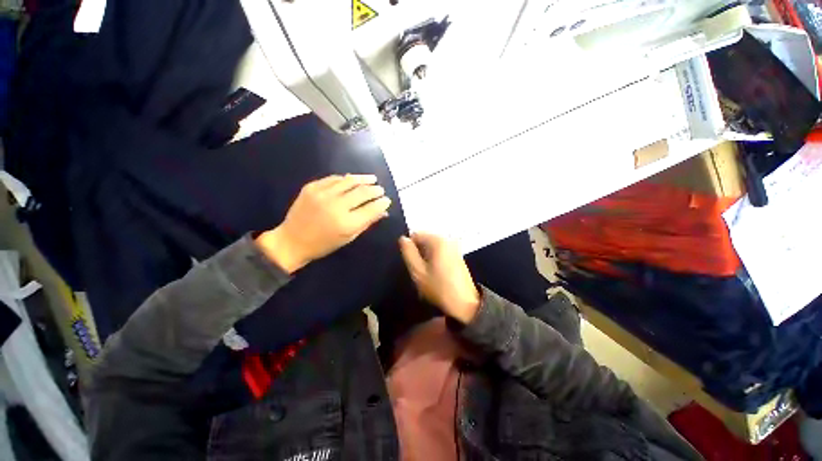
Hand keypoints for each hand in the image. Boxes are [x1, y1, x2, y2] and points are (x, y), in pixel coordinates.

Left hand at [257, 174, 390, 272]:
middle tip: (381, 190)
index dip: (382, 202)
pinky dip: (346, 178)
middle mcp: (336, 206)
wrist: (292, 241)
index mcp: (347, 223)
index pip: (372, 208)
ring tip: (372, 179)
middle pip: (362, 192)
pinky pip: (334, 178)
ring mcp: (322, 194)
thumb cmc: (324, 244)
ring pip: (349, 181)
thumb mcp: (349, 237)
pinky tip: (352, 179)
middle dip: (375, 190)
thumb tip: (383, 211)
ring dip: (363, 179)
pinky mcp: (312, 187)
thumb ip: (367, 223)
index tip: (387, 200)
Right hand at [399, 233, 480, 324]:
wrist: (465, 304)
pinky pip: (440, 251)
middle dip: (418, 252)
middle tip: (418, 269)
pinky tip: (435, 273)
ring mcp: (454, 247)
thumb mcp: (418, 272)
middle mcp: (447, 240)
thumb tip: (403, 239)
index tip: (410, 263)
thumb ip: (408, 253)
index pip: (415, 234)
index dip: (409, 248)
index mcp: (437, 241)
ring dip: (426, 257)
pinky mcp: (458, 255)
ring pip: (432, 247)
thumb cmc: (438, 288)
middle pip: (425, 240)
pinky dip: (434, 259)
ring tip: (426, 273)